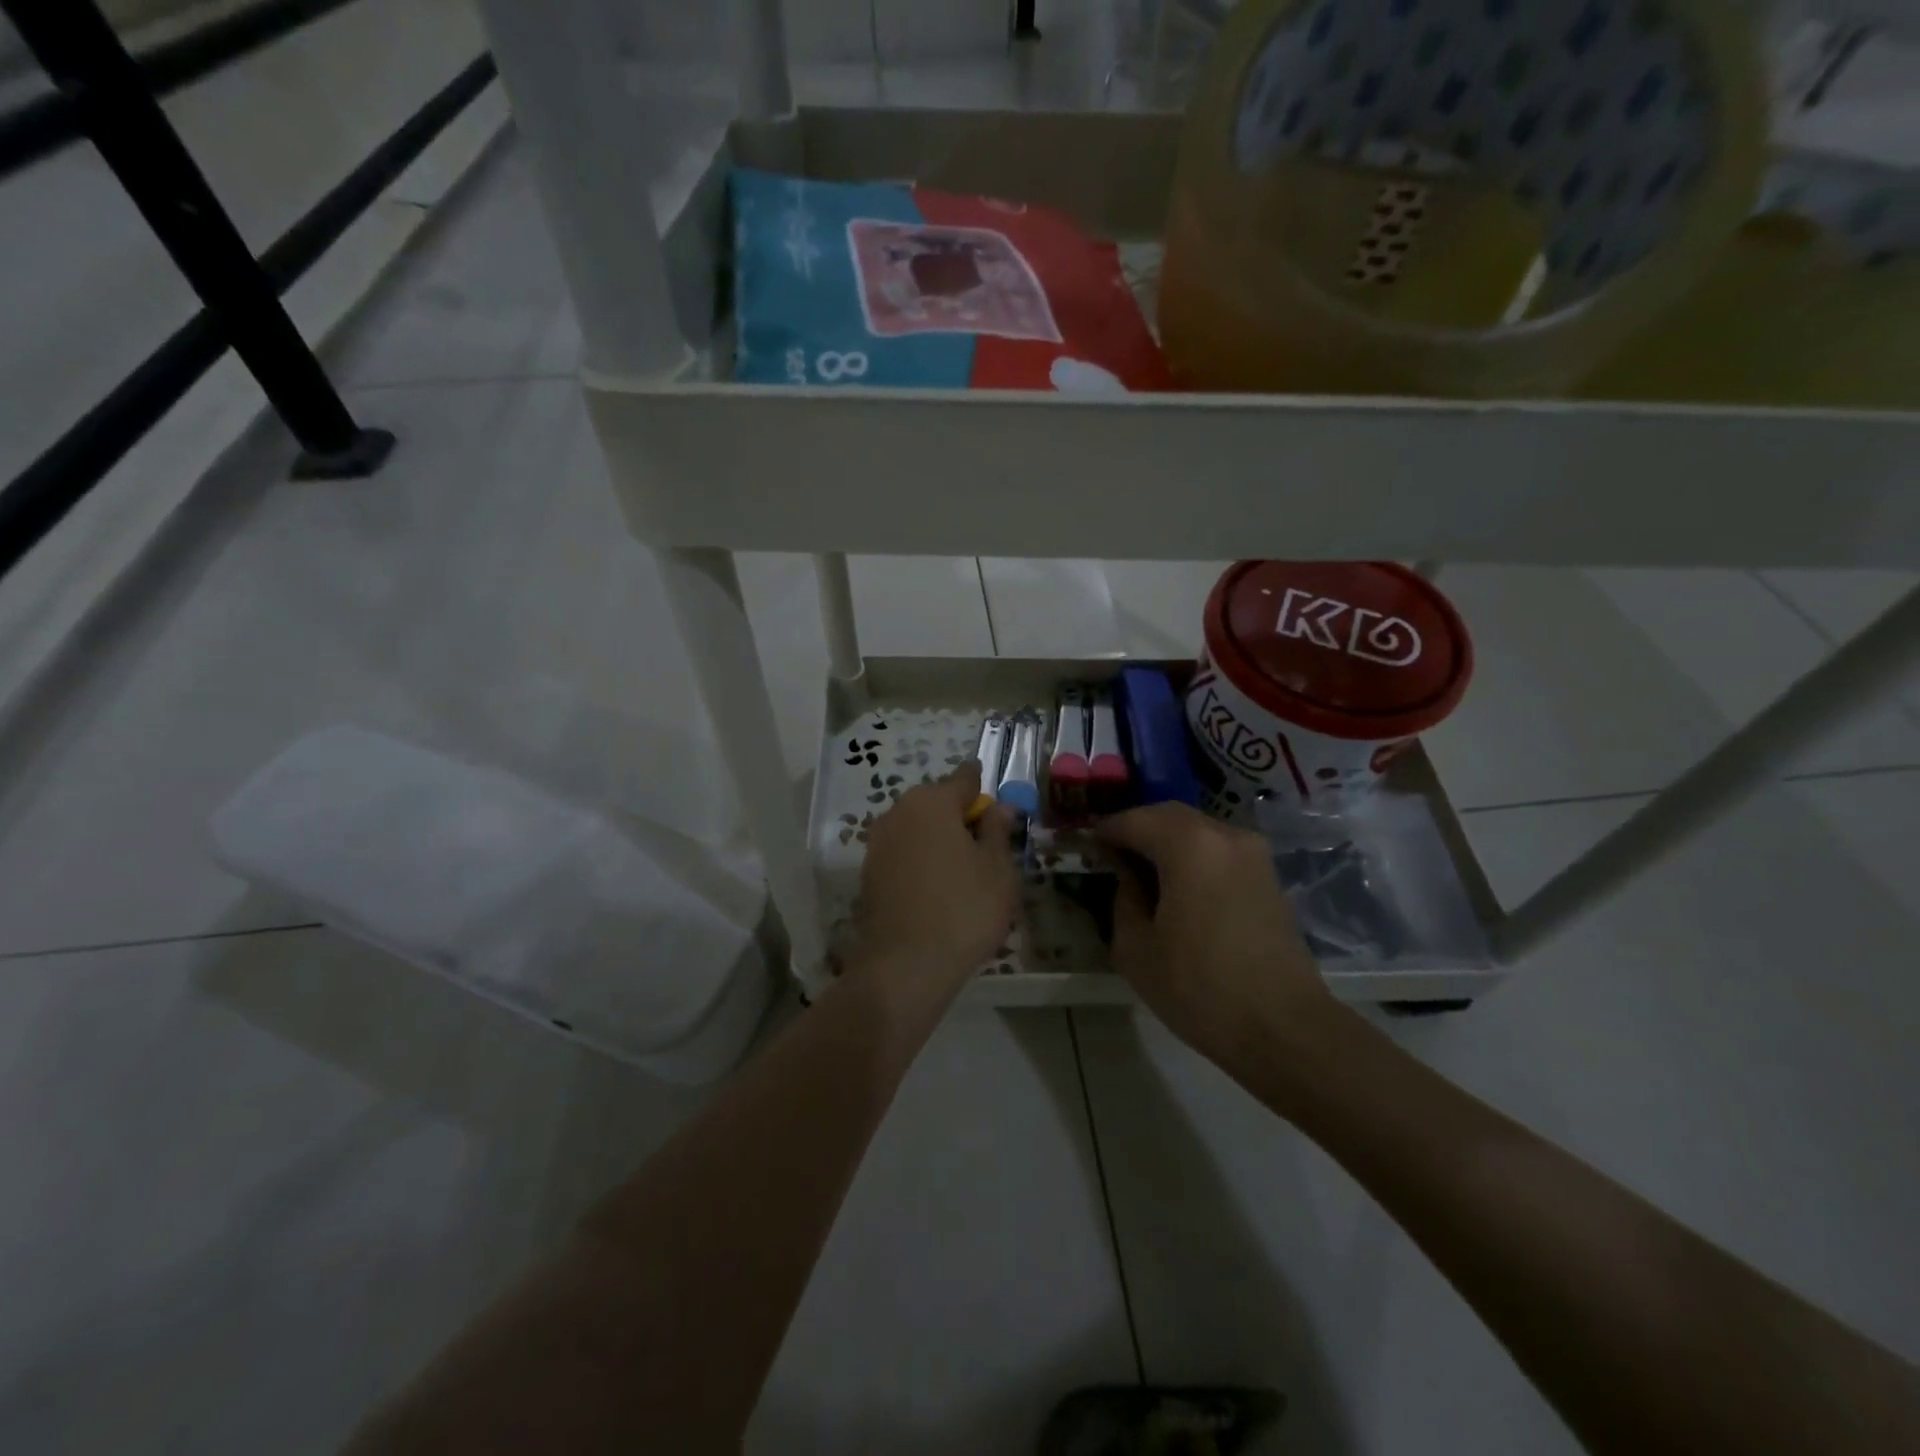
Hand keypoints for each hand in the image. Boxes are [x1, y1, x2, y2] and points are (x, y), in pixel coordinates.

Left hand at [851, 763, 1017, 998]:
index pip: (964, 778)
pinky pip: (903, 854)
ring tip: (964, 871)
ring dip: (939, 839)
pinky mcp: (868, 873)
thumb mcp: (998, 869)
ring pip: (917, 829)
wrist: (904, 966)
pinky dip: (921, 860)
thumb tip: (999, 806)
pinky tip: (938, 888)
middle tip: (985, 844)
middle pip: (937, 802)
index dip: (982, 786)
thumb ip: (998, 830)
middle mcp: (898, 813)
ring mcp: (878, 844)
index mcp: (932, 802)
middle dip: (960, 816)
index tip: (996, 799)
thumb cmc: (963, 910)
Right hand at [1098, 803, 1332, 1071]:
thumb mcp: (1136, 948)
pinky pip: (1218, 851)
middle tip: (1111, 856)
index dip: (1105, 831)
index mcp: (1188, 845)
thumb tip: (1128, 877)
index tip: (1086, 847)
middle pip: (1168, 816)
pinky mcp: (1268, 877)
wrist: (1284, 1028)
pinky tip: (1178, 888)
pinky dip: (1193, 857)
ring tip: (1143, 873)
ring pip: (1197, 831)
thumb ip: (1123, 898)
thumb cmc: (1199, 988)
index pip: (1133, 820)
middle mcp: (1224, 835)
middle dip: (1137, 829)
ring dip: (1166, 842)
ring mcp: (1253, 854)